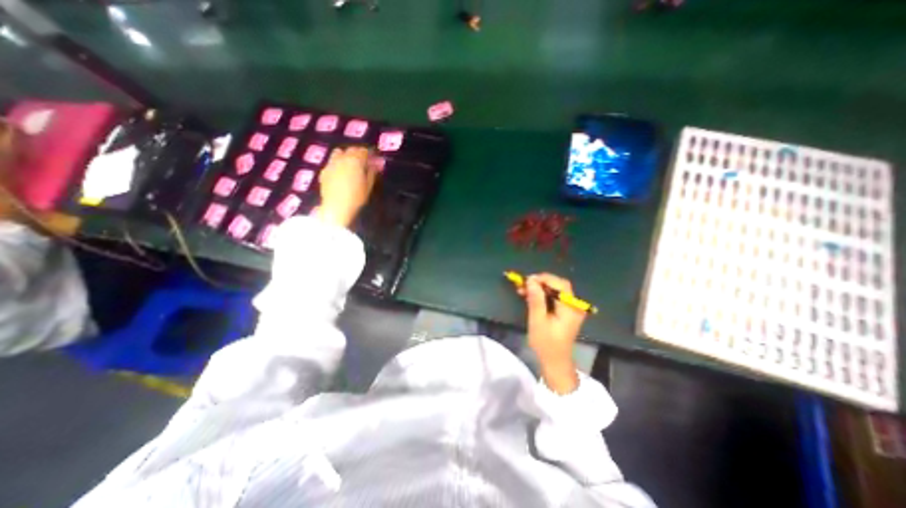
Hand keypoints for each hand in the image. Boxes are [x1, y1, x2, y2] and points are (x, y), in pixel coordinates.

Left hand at [315, 144, 378, 226]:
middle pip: (352, 150)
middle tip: (364, 162)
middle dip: (359, 153)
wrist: (336, 206)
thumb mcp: (369, 186)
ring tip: (351, 165)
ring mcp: (331, 163)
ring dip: (346, 155)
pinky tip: (340, 173)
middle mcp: (342, 158)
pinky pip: (332, 162)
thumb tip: (376, 164)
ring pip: (339, 152)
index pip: (364, 151)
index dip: (371, 154)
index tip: (375, 159)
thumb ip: (372, 172)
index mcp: (356, 160)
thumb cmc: (356, 197)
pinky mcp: (324, 171)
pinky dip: (338, 163)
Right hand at [521, 273, 583, 392]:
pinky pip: (555, 297)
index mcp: (570, 308)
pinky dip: (543, 295)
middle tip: (524, 284)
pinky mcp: (566, 312)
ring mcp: (571, 309)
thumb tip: (531, 280)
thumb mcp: (537, 321)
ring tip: (523, 290)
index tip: (528, 280)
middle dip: (541, 282)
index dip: (544, 279)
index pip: (560, 284)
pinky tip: (530, 296)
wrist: (555, 362)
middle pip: (559, 285)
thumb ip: (536, 300)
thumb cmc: (546, 344)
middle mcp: (574, 305)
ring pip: (556, 290)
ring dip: (540, 288)